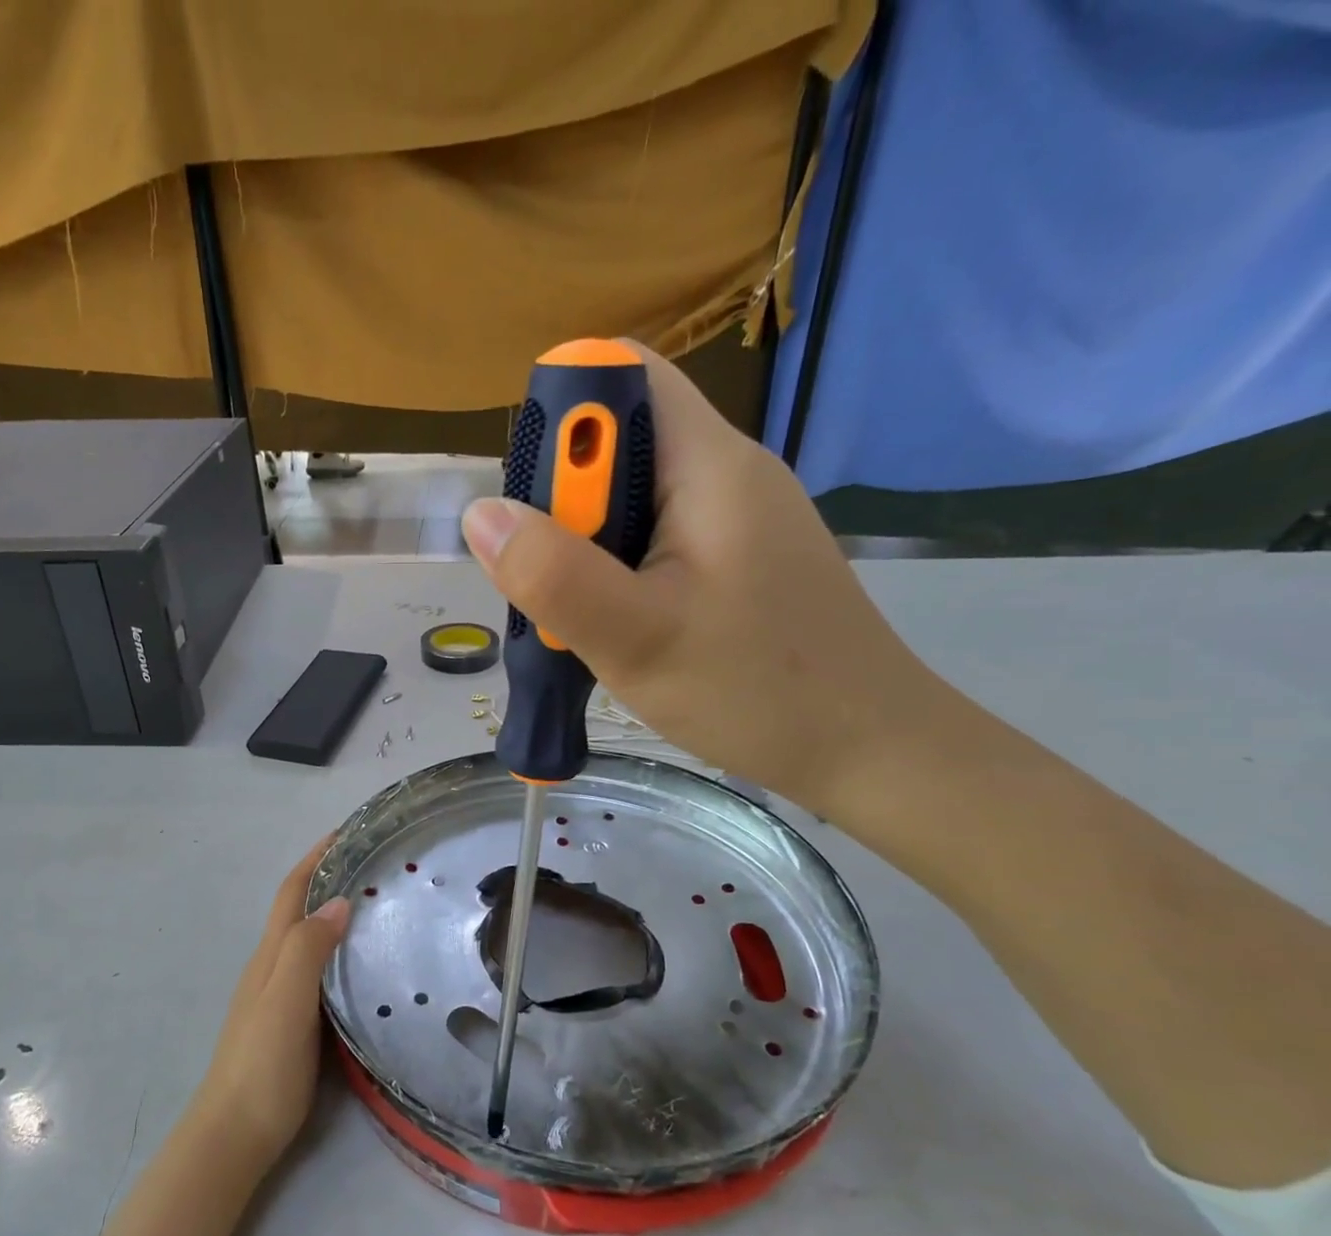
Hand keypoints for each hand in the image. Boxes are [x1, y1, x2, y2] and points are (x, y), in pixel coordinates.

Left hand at [191, 841, 351, 1172]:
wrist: (235, 1135)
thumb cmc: (262, 1065)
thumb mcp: (285, 1001)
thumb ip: (307, 950)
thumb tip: (338, 901)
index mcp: (270, 955)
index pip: (291, 892)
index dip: (315, 858)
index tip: (346, 832)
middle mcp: (271, 967)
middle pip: (298, 909)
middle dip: (329, 878)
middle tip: (374, 864)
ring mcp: (279, 995)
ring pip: (308, 940)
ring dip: (334, 913)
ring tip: (378, 904)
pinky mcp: (292, 1022)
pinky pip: (318, 970)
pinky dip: (338, 951)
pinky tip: (363, 964)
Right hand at [460, 340, 944, 813]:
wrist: (867, 748)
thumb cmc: (756, 690)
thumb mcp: (636, 638)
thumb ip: (554, 575)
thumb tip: (480, 514)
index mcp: (709, 463)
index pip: (620, 375)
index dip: (562, 416)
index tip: (536, 501)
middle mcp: (724, 471)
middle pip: (616, 440)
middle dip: (561, 500)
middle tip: (550, 581)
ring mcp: (733, 515)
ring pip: (630, 495)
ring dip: (582, 544)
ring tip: (580, 615)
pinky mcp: (736, 555)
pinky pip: (654, 535)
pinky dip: (615, 569)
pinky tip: (616, 624)